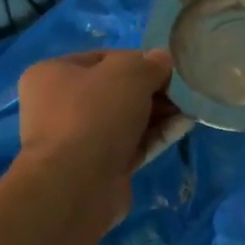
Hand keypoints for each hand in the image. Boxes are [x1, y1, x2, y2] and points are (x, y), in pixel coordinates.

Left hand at [16, 49, 174, 223]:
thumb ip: (150, 63)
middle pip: (117, 90)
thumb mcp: (129, 73)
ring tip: (191, 107)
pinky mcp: (100, 167)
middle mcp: (61, 106)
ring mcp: (80, 139)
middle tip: (182, 90)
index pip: (103, 59)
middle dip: (153, 90)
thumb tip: (162, 60)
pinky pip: (133, 144)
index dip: (138, 60)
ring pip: (127, 119)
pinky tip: (184, 125)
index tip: (166, 68)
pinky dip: (157, 134)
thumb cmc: (94, 115)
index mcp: (53, 74)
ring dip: (159, 112)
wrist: (76, 185)